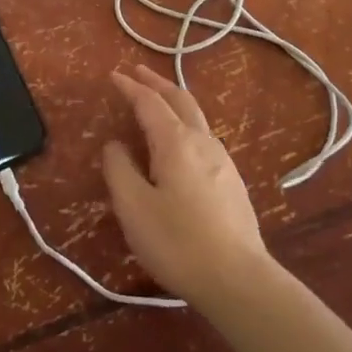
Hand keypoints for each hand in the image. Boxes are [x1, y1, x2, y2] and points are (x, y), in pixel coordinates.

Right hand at [101, 66, 271, 305]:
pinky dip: (186, 123)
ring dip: (175, 101)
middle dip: (157, 83)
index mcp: (175, 142)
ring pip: (197, 117)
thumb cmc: (177, 241)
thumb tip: (115, 145)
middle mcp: (202, 141)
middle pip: (180, 100)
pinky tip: (182, 142)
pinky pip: (205, 137)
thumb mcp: (133, 207)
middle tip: (139, 72)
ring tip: (159, 101)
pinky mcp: (233, 181)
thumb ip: (119, 169)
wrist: (238, 279)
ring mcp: (223, 160)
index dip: (130, 87)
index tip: (114, 75)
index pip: (149, 102)